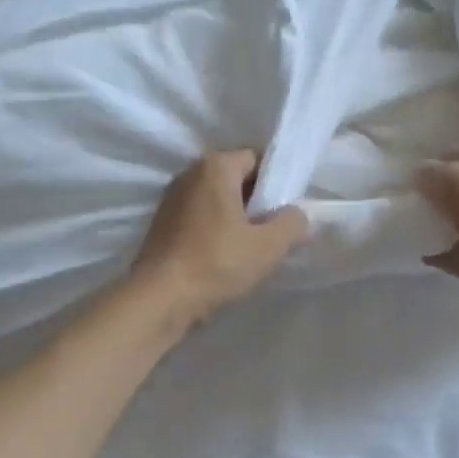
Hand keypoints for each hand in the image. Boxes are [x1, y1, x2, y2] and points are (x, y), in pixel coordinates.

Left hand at [131, 150, 307, 330]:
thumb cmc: (217, 263)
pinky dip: (215, 229)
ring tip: (252, 246)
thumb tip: (298, 215)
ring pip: (217, 199)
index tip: (289, 209)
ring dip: (236, 217)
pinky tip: (225, 256)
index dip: (278, 182)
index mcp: (216, 166)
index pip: (258, 159)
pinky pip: (200, 216)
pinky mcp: (162, 223)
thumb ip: (292, 223)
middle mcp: (190, 173)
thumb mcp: (268, 246)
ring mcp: (172, 198)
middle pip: (236, 178)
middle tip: (275, 230)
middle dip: (258, 200)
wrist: (160, 298)